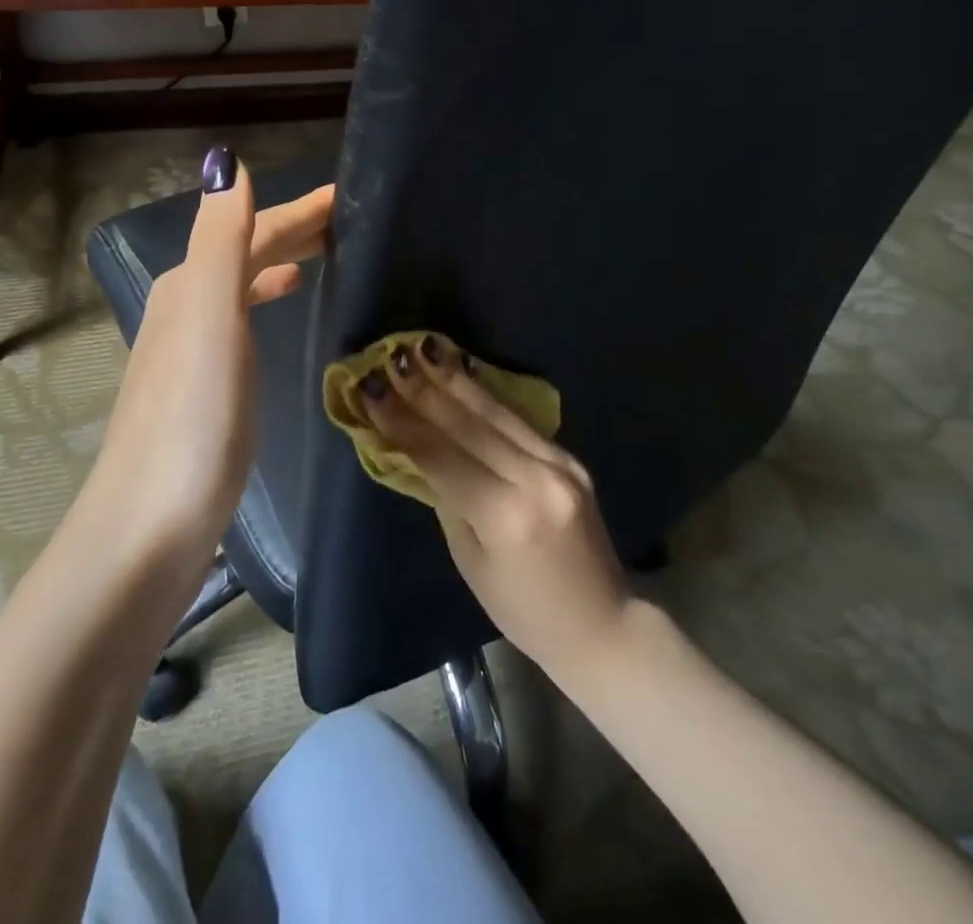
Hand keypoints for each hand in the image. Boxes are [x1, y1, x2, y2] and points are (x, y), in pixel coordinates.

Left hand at [85, 148, 331, 554]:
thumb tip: (225, 161)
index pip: (253, 227)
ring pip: (245, 282)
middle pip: (247, 250)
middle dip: (294, 228)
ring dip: (281, 259)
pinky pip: (244, 316)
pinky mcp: (206, 383)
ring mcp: (193, 346)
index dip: (300, 209)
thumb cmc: (194, 413)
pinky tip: (285, 304)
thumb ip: (221, 237)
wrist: (152, 518)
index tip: (348, 193)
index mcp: (191, 282)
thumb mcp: (210, 314)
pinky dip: (267, 296)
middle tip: (349, 218)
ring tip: (324, 253)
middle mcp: (187, 304)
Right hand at [358, 334, 631, 682]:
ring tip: (424, 348)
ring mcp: (559, 463)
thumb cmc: (523, 610)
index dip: (401, 420)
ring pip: (496, 412)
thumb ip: (447, 499)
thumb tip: (419, 450)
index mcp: (504, 515)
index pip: (441, 455)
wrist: (602, 624)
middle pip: (468, 424)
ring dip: (455, 378)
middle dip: (424, 388)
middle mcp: (535, 479)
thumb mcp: (470, 562)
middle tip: (392, 357)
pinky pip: (520, 420)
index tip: (370, 388)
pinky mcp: (570, 458)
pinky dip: (487, 395)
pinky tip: (464, 372)